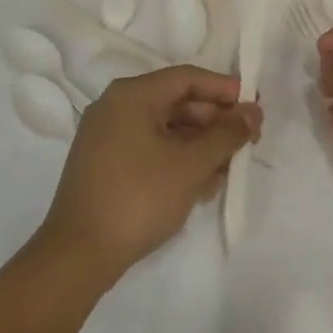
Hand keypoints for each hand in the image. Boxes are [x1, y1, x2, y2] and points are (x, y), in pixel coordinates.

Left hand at [38, 65, 261, 281]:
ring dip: (199, 145)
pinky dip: (176, 159)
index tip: (253, 108)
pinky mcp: (104, 164)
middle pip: (176, 102)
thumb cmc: (138, 198)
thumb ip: (226, 134)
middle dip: (214, 122)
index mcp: (132, 95)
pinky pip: (149, 148)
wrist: (78, 254)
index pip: (187, 78)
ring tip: (227, 171)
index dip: (224, 90)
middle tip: (246, 143)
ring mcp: (106, 136)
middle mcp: (115, 106)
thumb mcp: (191, 165)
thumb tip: (254, 111)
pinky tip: (200, 185)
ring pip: (164, 128)